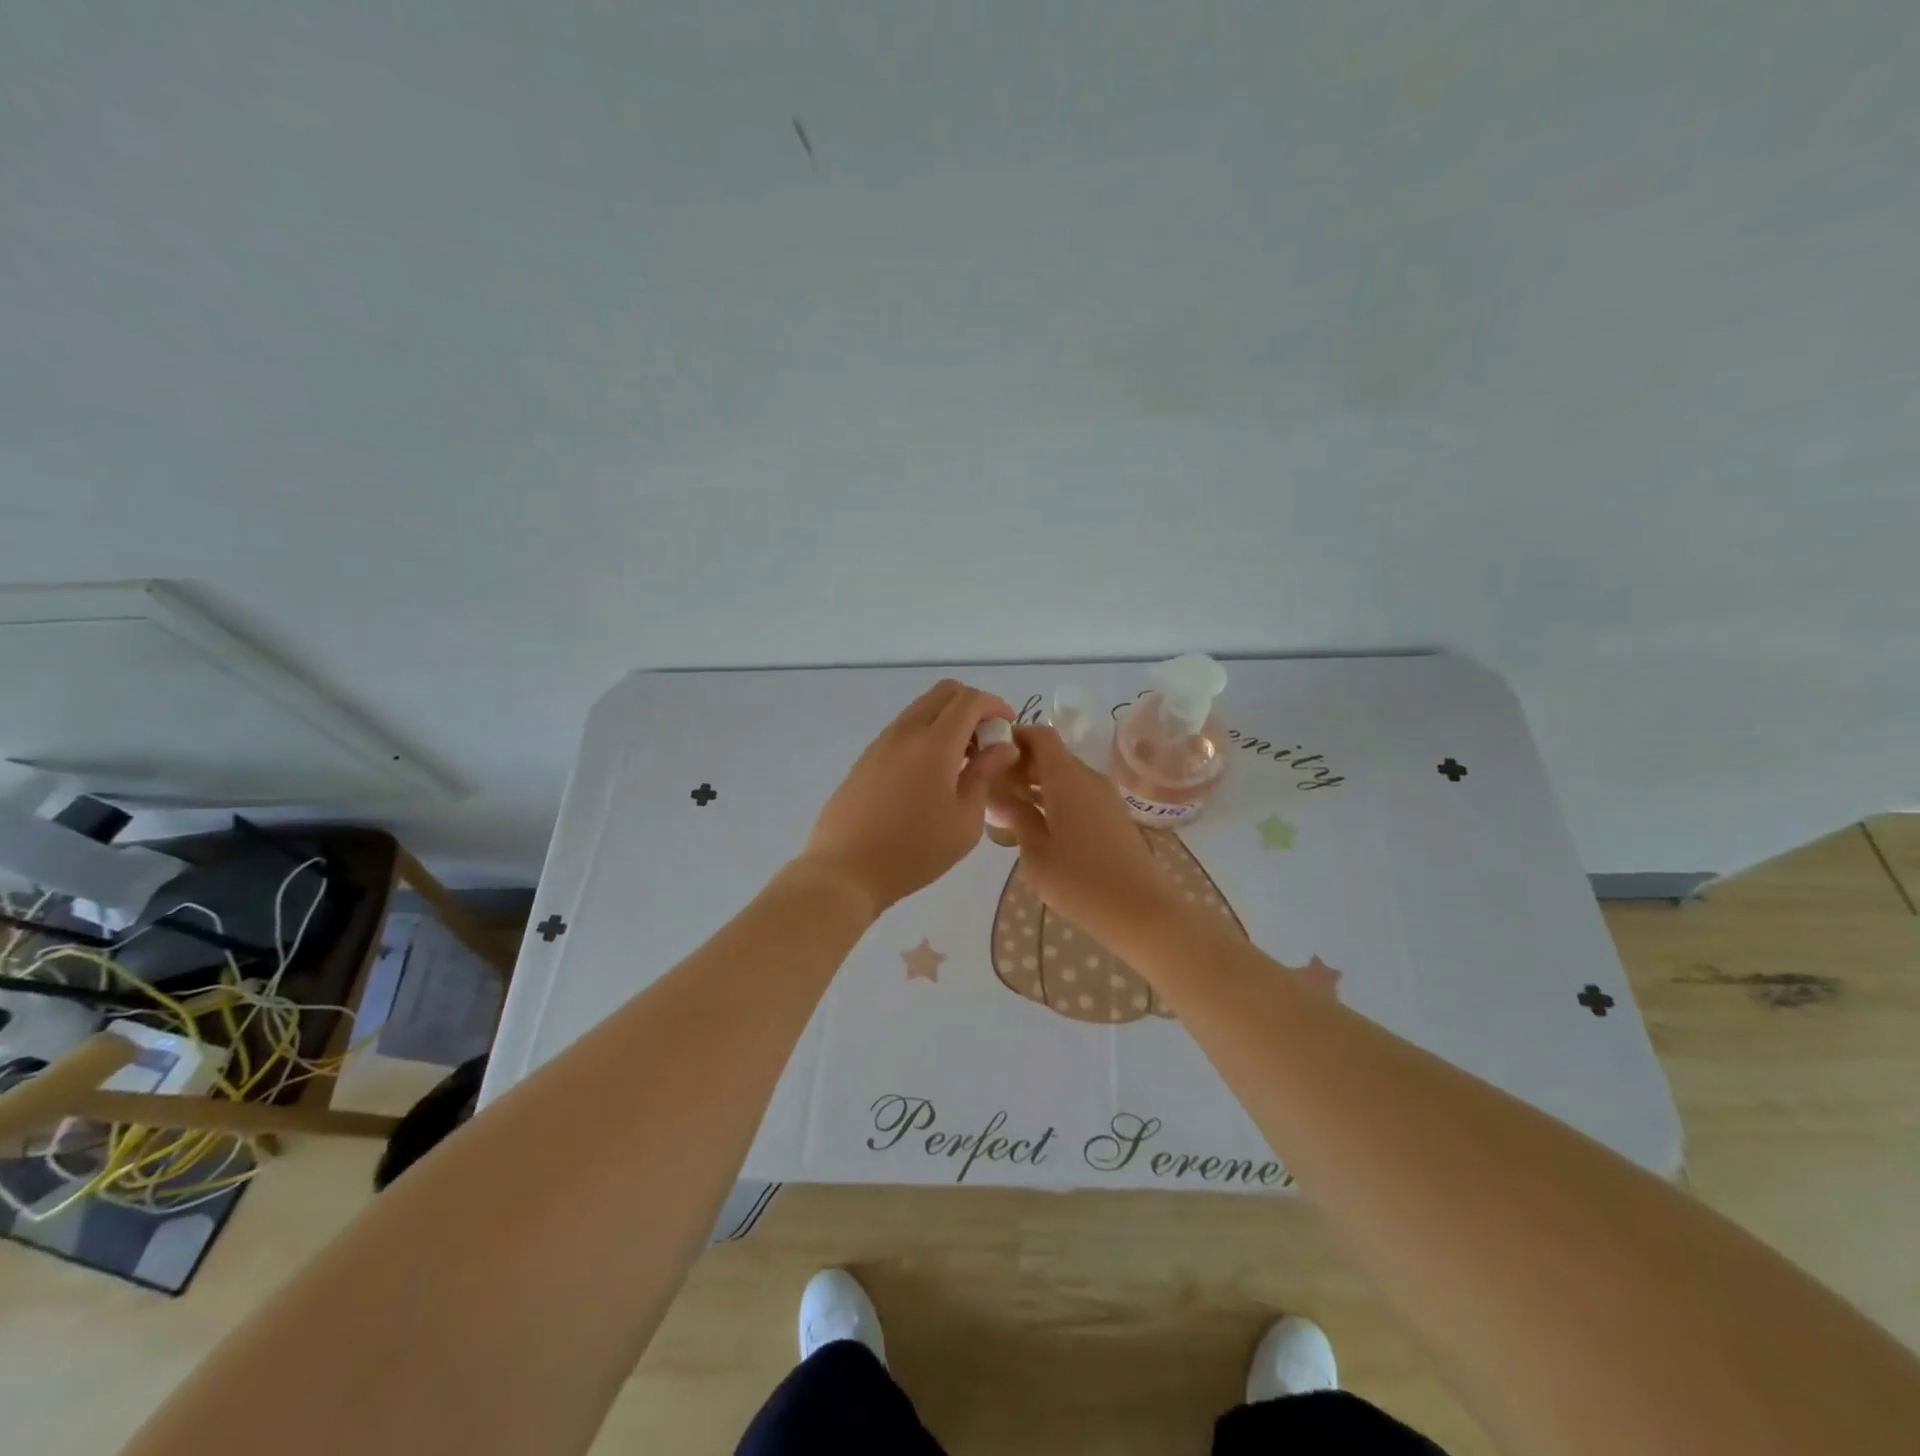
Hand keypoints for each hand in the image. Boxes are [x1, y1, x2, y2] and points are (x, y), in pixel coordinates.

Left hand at [799, 680, 1017, 914]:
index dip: (996, 705)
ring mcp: (881, 742)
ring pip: (921, 709)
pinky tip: (930, 774)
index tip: (1008, 727)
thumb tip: (1002, 747)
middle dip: (972, 706)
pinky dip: (925, 735)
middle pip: (943, 692)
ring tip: (960, 761)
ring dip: (947, 720)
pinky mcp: (865, 758)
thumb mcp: (964, 820)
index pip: (970, 699)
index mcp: (935, 743)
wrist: (845, 870)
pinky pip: (903, 730)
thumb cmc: (914, 851)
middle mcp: (906, 732)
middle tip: (985, 741)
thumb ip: (984, 775)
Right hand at [996, 725, 1191, 945]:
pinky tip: (1038, 825)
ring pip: (1065, 775)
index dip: (1014, 736)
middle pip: (1051, 754)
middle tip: (991, 787)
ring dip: (1037, 783)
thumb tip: (1001, 796)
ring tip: (1008, 807)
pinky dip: (1055, 798)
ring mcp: (1105, 797)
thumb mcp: (1036, 853)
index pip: (1040, 735)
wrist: (1142, 911)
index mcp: (1067, 778)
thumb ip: (1017, 818)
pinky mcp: (1113, 816)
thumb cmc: (1081, 882)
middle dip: (1021, 763)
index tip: (988, 754)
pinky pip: (1078, 793)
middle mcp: (1088, 778)